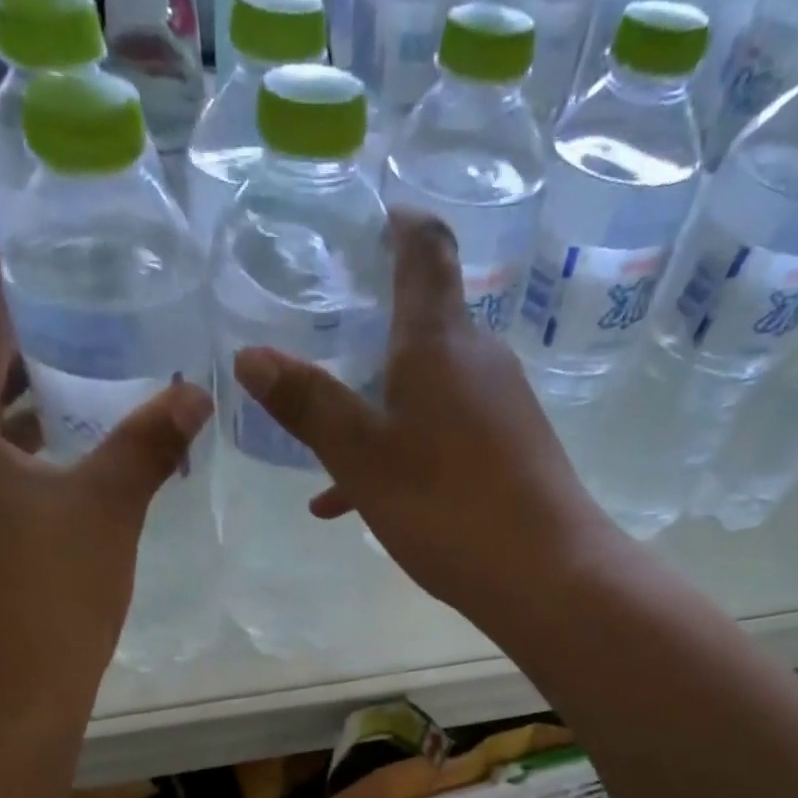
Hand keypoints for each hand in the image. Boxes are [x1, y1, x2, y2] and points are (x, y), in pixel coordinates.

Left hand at [0, 262, 212, 725]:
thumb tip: (195, 392)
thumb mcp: (110, 508)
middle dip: (17, 359)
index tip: (35, 270)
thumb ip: (149, 442)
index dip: (6, 298)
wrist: (5, 699)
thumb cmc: (52, 593)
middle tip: (75, 333)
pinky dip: (5, 464)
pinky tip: (52, 476)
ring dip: (14, 417)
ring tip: (73, 399)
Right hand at [231, 210, 613, 627]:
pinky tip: (355, 502)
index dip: (394, 223)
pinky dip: (400, 452)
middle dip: (365, 330)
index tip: (361, 226)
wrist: (546, 575)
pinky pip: (442, 435)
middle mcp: (477, 359)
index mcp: (438, 341)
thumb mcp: (362, 456)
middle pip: (420, 322)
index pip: (424, 247)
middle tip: (314, 343)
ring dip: (373, 407)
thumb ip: (308, 404)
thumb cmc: (447, 504)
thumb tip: (250, 355)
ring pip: (424, 389)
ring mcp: (499, 407)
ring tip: (320, 445)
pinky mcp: (508, 451)